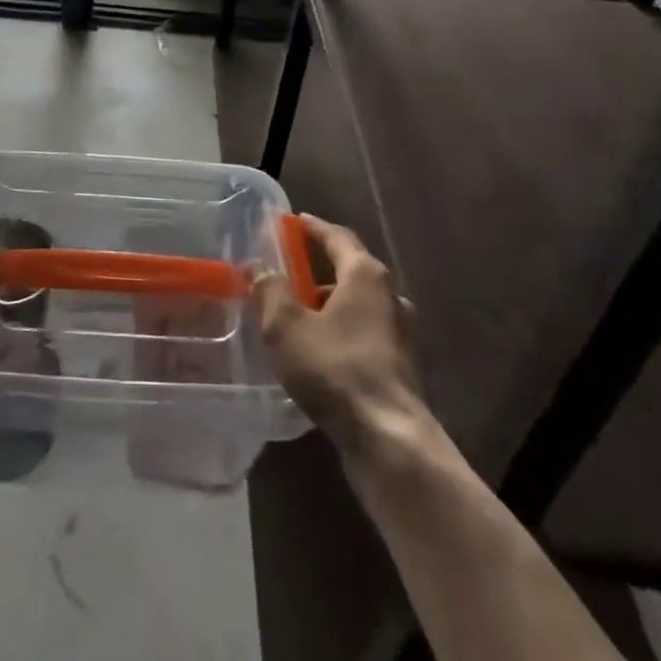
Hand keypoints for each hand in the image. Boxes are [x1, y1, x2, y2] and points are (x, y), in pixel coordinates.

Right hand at [252, 215, 431, 453]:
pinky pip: (364, 333)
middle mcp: (389, 296)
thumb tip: (261, 269)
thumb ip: (270, 291)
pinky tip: (319, 351)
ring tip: (298, 314)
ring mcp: (399, 333)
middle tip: (289, 270)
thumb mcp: (286, 326)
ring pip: (358, 305)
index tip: (294, 221)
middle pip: (351, 269)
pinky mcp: (400, 366)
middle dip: (319, 267)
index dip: (313, 227)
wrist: (389, 439)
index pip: (337, 236)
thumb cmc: (335, 369)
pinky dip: (341, 330)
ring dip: (329, 303)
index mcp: (365, 275)